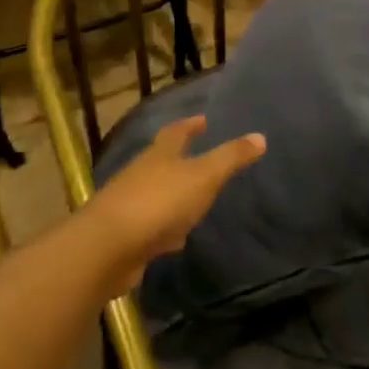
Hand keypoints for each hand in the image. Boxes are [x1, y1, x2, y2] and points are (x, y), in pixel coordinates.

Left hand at [78, 116, 264, 289]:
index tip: (203, 120)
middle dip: (180, 160)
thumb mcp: (203, 176)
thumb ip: (231, 158)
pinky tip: (176, 240)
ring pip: (157, 195)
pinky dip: (166, 229)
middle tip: (201, 160)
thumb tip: (260, 137)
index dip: (190, 125)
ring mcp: (130, 205)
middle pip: (162, 162)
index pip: (176, 132)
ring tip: (194, 201)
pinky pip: (152, 227)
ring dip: (174, 196)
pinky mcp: (126, 236)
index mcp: (160, 155)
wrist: (108, 247)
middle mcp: (141, 175)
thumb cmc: (159, 202)